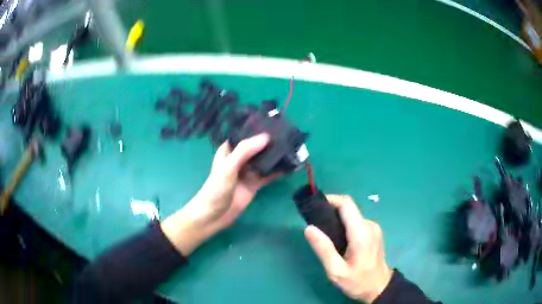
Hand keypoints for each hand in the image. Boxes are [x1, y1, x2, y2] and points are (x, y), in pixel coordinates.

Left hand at [161, 134, 280, 254]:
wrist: (214, 216)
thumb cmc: (216, 189)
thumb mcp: (228, 167)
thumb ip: (244, 151)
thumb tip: (266, 137)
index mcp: (229, 150)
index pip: (244, 134)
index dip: (257, 128)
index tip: (274, 121)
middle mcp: (239, 158)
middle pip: (256, 146)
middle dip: (270, 141)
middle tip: (288, 132)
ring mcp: (248, 171)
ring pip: (264, 160)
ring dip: (275, 155)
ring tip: (292, 145)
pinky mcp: (255, 183)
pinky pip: (268, 174)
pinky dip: (278, 171)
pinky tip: (290, 165)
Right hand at [304, 195, 392, 302]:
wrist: (379, 287)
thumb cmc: (357, 282)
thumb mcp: (336, 271)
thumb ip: (323, 249)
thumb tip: (309, 228)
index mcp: (361, 233)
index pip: (347, 204)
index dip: (330, 199)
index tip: (315, 206)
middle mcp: (370, 225)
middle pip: (349, 208)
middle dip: (331, 210)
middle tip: (315, 223)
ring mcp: (373, 227)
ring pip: (352, 215)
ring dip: (338, 218)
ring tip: (325, 233)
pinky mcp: (374, 231)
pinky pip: (356, 221)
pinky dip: (345, 224)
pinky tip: (338, 238)